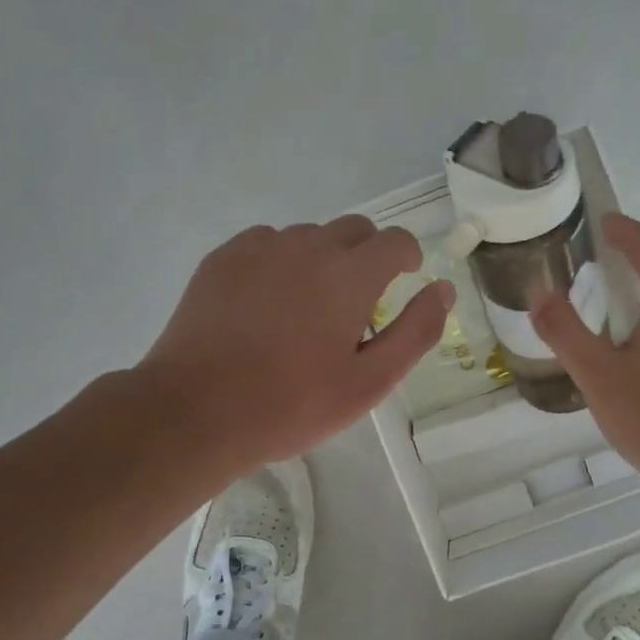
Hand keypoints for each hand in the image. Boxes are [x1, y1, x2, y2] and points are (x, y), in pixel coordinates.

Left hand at [137, 216, 453, 473]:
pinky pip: (266, 243)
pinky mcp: (223, 257)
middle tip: (357, 301)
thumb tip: (443, 289)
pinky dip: (278, 262)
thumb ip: (416, 331)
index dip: (407, 256)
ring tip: (306, 308)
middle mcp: (308, 246)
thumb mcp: (370, 382)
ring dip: (321, 259)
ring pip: (308, 236)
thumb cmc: (291, 403)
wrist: (196, 411)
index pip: (395, 240)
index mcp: (350, 274)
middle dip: (367, 255)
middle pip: (354, 229)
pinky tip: (265, 303)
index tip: (404, 279)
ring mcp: (260, 247)